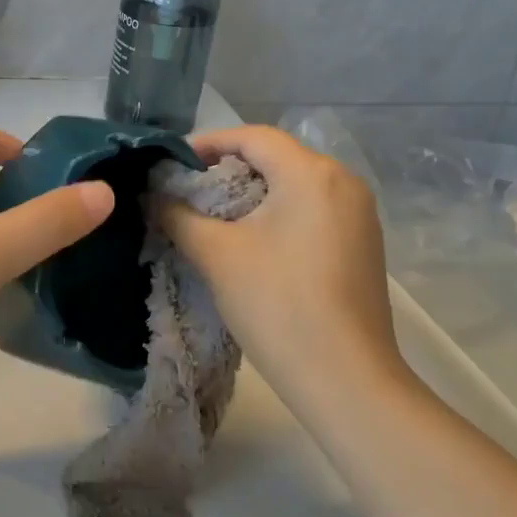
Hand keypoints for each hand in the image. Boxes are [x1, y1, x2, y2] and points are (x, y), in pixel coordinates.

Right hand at [156, 126, 409, 404]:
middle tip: (188, 190)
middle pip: (276, 157)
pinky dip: (278, 213)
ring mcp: (359, 214)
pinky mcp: (363, 243)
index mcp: (312, 173)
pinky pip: (313, 209)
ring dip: (253, 193)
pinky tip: (253, 240)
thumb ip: (178, 214)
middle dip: (227, 169)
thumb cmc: (277, 304)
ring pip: (295, 185)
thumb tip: (153, 195)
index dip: (207, 143)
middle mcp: (343, 181)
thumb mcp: (216, 254)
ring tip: (214, 216)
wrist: (346, 380)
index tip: (172, 164)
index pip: (252, 137)